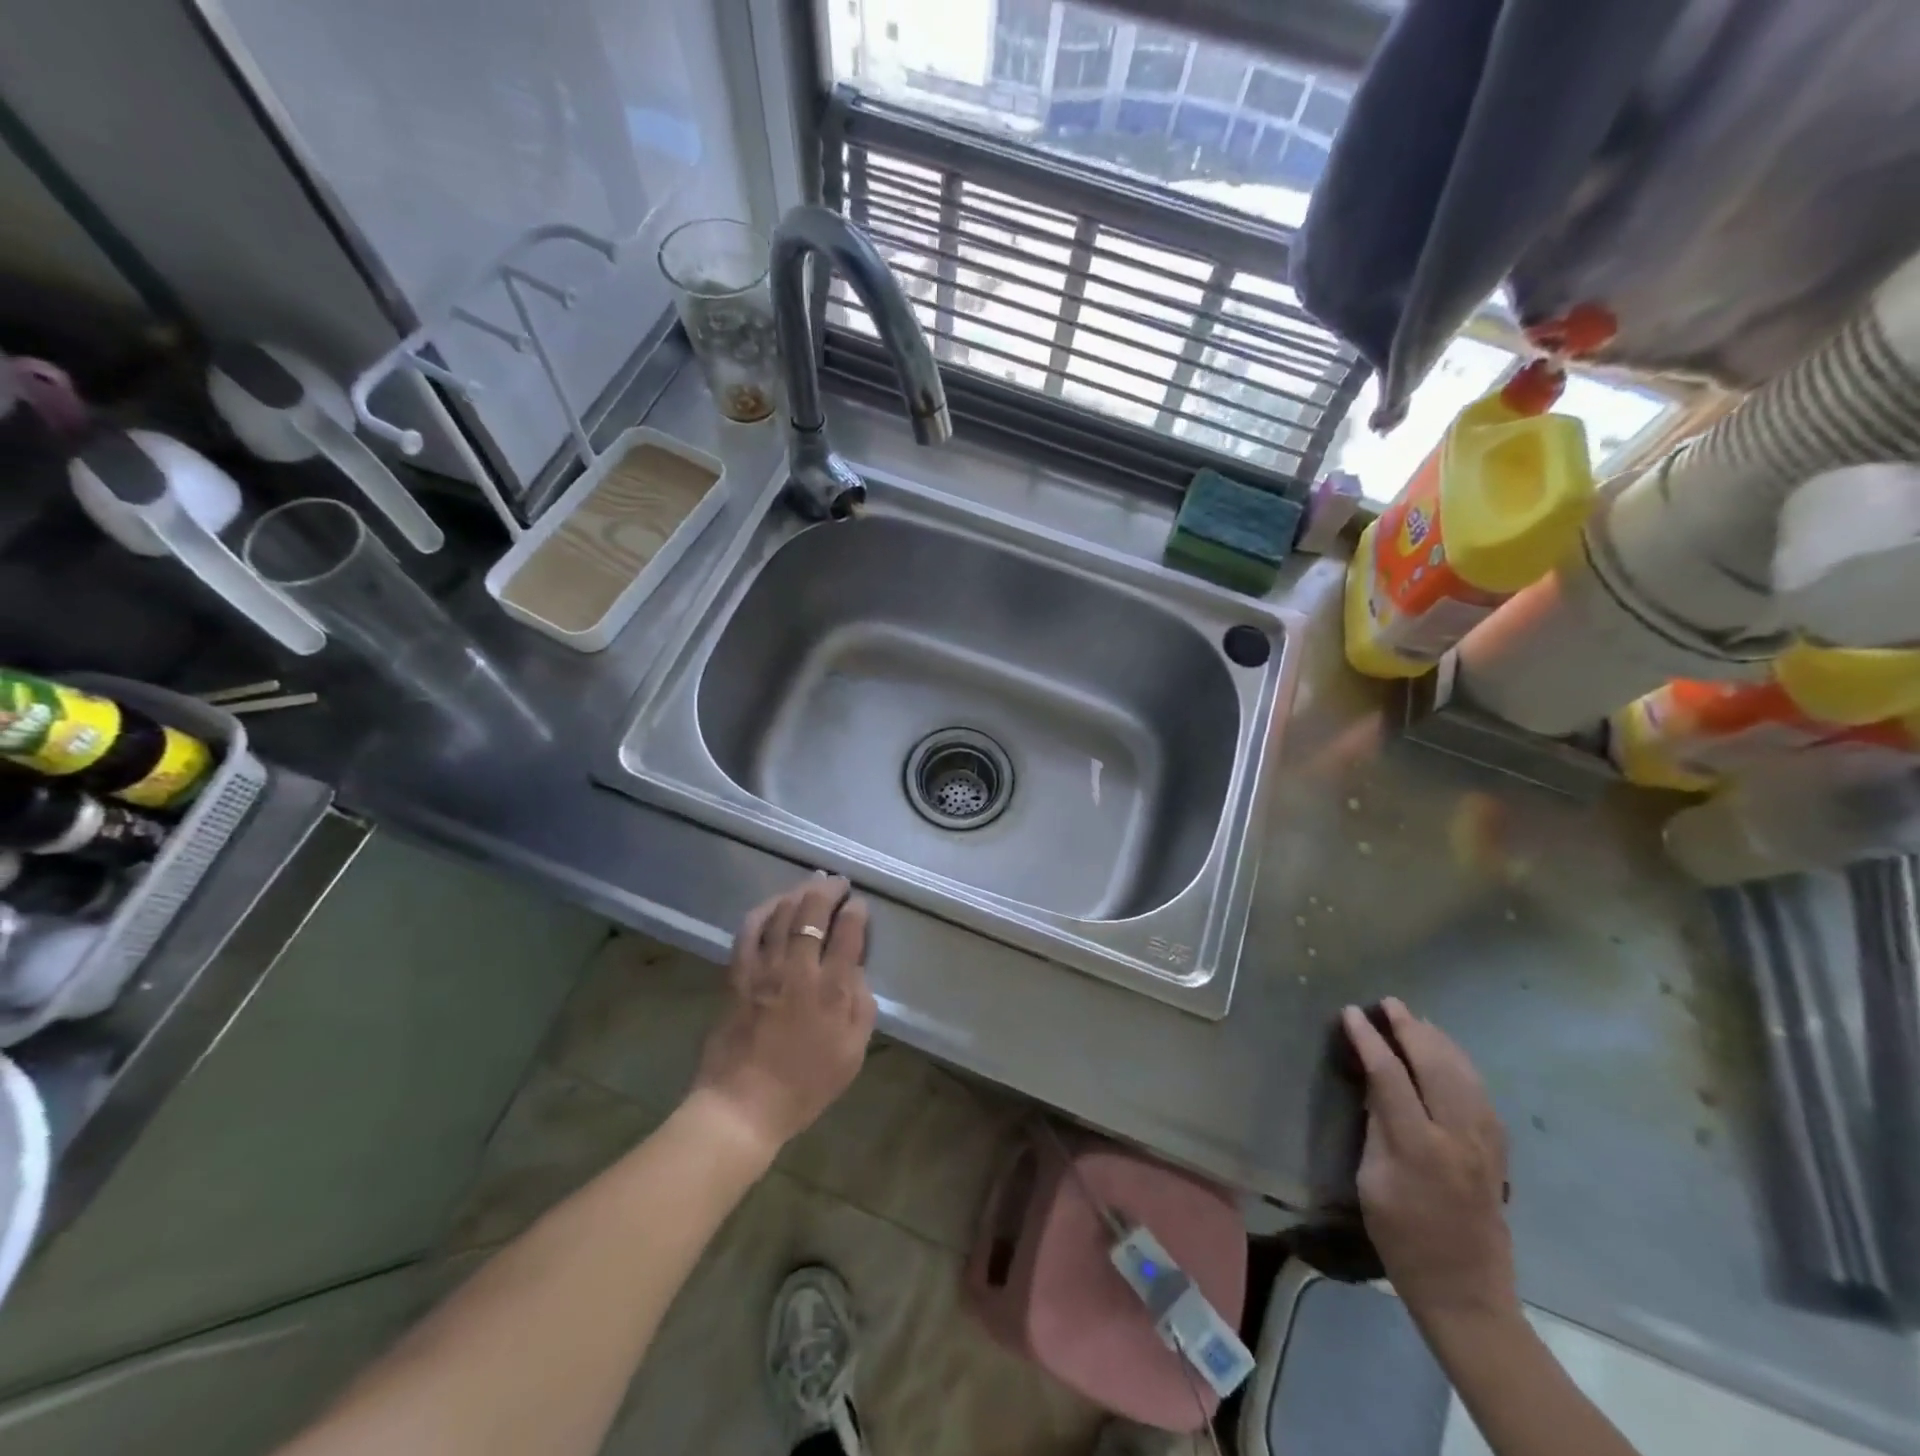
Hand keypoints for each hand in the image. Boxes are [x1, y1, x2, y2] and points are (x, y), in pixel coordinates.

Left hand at [691, 875, 876, 1160]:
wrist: (742, 1106)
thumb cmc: (804, 1085)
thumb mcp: (852, 1052)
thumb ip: (861, 1005)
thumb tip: (856, 969)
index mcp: (832, 989)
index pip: (848, 932)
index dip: (856, 912)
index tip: (860, 906)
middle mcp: (799, 969)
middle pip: (814, 912)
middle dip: (830, 891)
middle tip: (839, 883)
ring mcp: (764, 968)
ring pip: (782, 913)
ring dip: (799, 892)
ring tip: (812, 884)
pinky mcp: (737, 973)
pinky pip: (750, 929)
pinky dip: (764, 909)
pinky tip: (774, 903)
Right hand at [1342, 998, 1517, 1329]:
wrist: (1465, 1292)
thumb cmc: (1402, 1240)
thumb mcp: (1371, 1182)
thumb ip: (1376, 1128)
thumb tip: (1376, 1087)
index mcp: (1418, 1145)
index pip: (1390, 1075)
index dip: (1369, 1040)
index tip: (1351, 1014)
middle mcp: (1457, 1137)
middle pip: (1435, 1066)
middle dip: (1410, 1029)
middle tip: (1389, 1003)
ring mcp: (1485, 1145)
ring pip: (1465, 1076)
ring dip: (1440, 1042)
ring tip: (1418, 1019)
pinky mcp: (1498, 1154)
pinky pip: (1482, 1096)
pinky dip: (1464, 1068)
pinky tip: (1451, 1058)